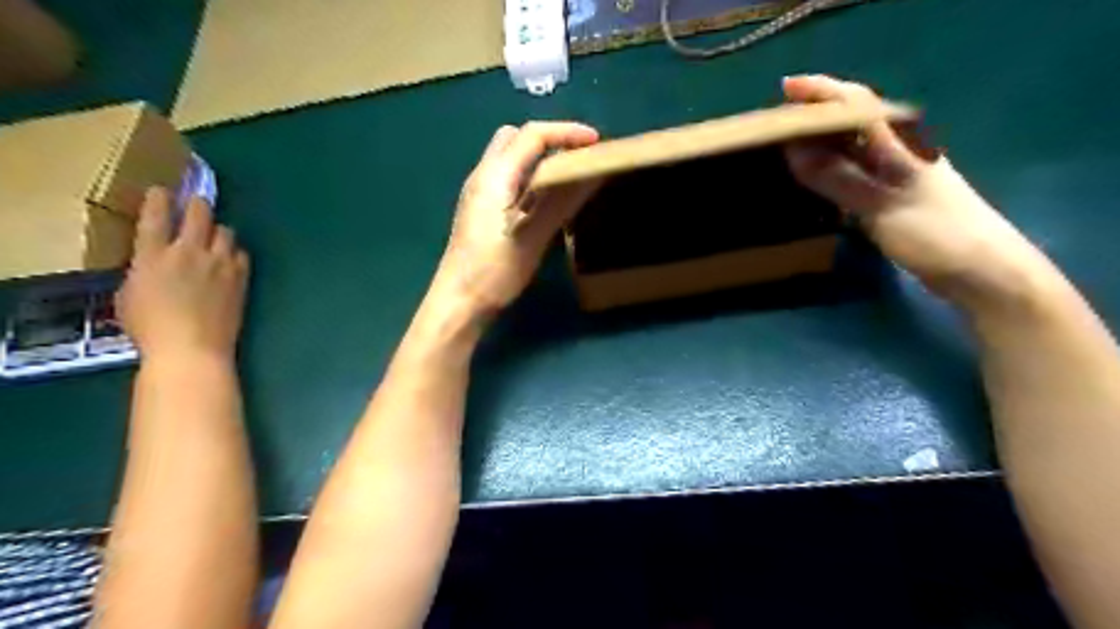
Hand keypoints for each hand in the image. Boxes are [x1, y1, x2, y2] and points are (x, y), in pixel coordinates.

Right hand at [116, 187, 250, 364]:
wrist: (193, 348)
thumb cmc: (151, 328)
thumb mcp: (129, 295)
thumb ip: (142, 271)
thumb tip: (153, 263)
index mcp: (153, 255)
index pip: (156, 216)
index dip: (159, 198)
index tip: (161, 190)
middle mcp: (189, 252)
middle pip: (199, 214)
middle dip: (197, 204)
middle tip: (196, 204)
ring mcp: (220, 263)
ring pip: (226, 231)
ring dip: (218, 231)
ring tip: (214, 237)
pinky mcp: (241, 277)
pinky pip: (241, 254)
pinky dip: (235, 253)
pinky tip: (230, 260)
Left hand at [429, 124, 603, 319]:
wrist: (458, 301)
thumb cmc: (494, 272)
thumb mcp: (532, 238)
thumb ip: (560, 203)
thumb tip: (590, 175)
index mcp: (495, 177)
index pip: (532, 135)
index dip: (566, 132)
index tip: (596, 142)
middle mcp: (483, 175)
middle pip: (515, 137)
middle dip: (549, 139)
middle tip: (578, 158)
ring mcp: (479, 192)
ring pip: (509, 156)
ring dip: (538, 157)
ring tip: (567, 176)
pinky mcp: (480, 208)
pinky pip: (507, 177)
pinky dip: (529, 175)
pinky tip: (545, 198)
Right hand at [780, 75, 1056, 308]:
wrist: (981, 271)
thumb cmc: (935, 233)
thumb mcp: (881, 205)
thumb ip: (837, 178)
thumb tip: (794, 149)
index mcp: (901, 143)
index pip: (856, 103)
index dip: (821, 92)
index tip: (784, 89)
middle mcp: (899, 151)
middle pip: (852, 121)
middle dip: (815, 115)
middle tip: (776, 124)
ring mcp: (897, 175)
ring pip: (852, 148)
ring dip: (820, 143)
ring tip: (785, 148)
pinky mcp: (894, 197)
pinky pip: (854, 173)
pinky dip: (830, 170)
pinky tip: (813, 181)